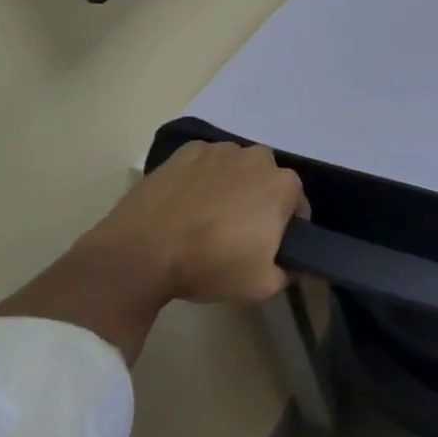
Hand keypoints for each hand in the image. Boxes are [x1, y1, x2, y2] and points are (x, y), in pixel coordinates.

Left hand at [88, 142, 307, 306]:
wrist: (140, 254)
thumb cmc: (210, 265)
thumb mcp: (261, 286)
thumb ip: (286, 273)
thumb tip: (289, 266)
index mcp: (284, 185)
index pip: (296, 207)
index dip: (285, 230)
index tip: (267, 248)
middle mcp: (258, 158)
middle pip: (267, 182)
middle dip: (259, 203)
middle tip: (237, 234)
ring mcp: (219, 150)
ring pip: (236, 170)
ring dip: (231, 187)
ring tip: (206, 218)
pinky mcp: (184, 152)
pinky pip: (204, 164)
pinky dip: (201, 179)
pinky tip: (186, 203)